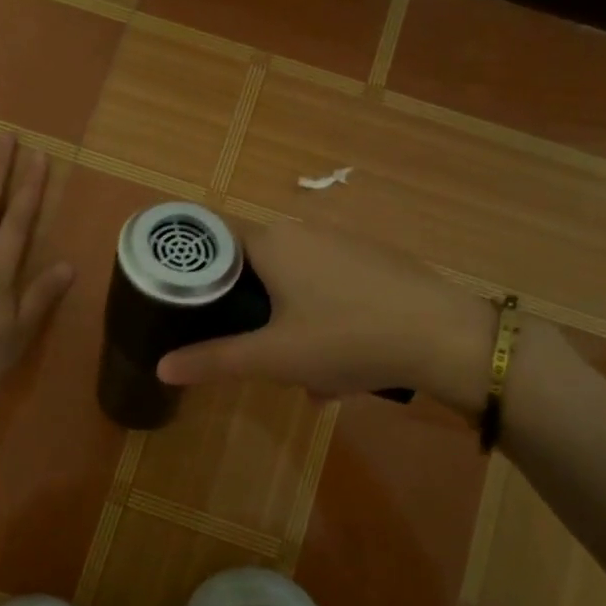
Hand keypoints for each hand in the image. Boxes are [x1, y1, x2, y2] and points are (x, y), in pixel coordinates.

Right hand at [155, 224, 494, 406]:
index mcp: (271, 242)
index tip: (191, 311)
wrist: (444, 337)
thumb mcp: (274, 358)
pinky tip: (345, 365)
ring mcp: (343, 242)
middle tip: (258, 355)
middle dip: (253, 314)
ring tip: (309, 376)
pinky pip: (331, 286)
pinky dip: (325, 319)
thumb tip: (160, 368)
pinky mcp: (374, 259)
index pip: (215, 243)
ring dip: (291, 325)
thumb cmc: (346, 338)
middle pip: (256, 268)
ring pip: (296, 283)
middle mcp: (304, 230)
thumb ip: (214, 360)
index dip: (198, 275)